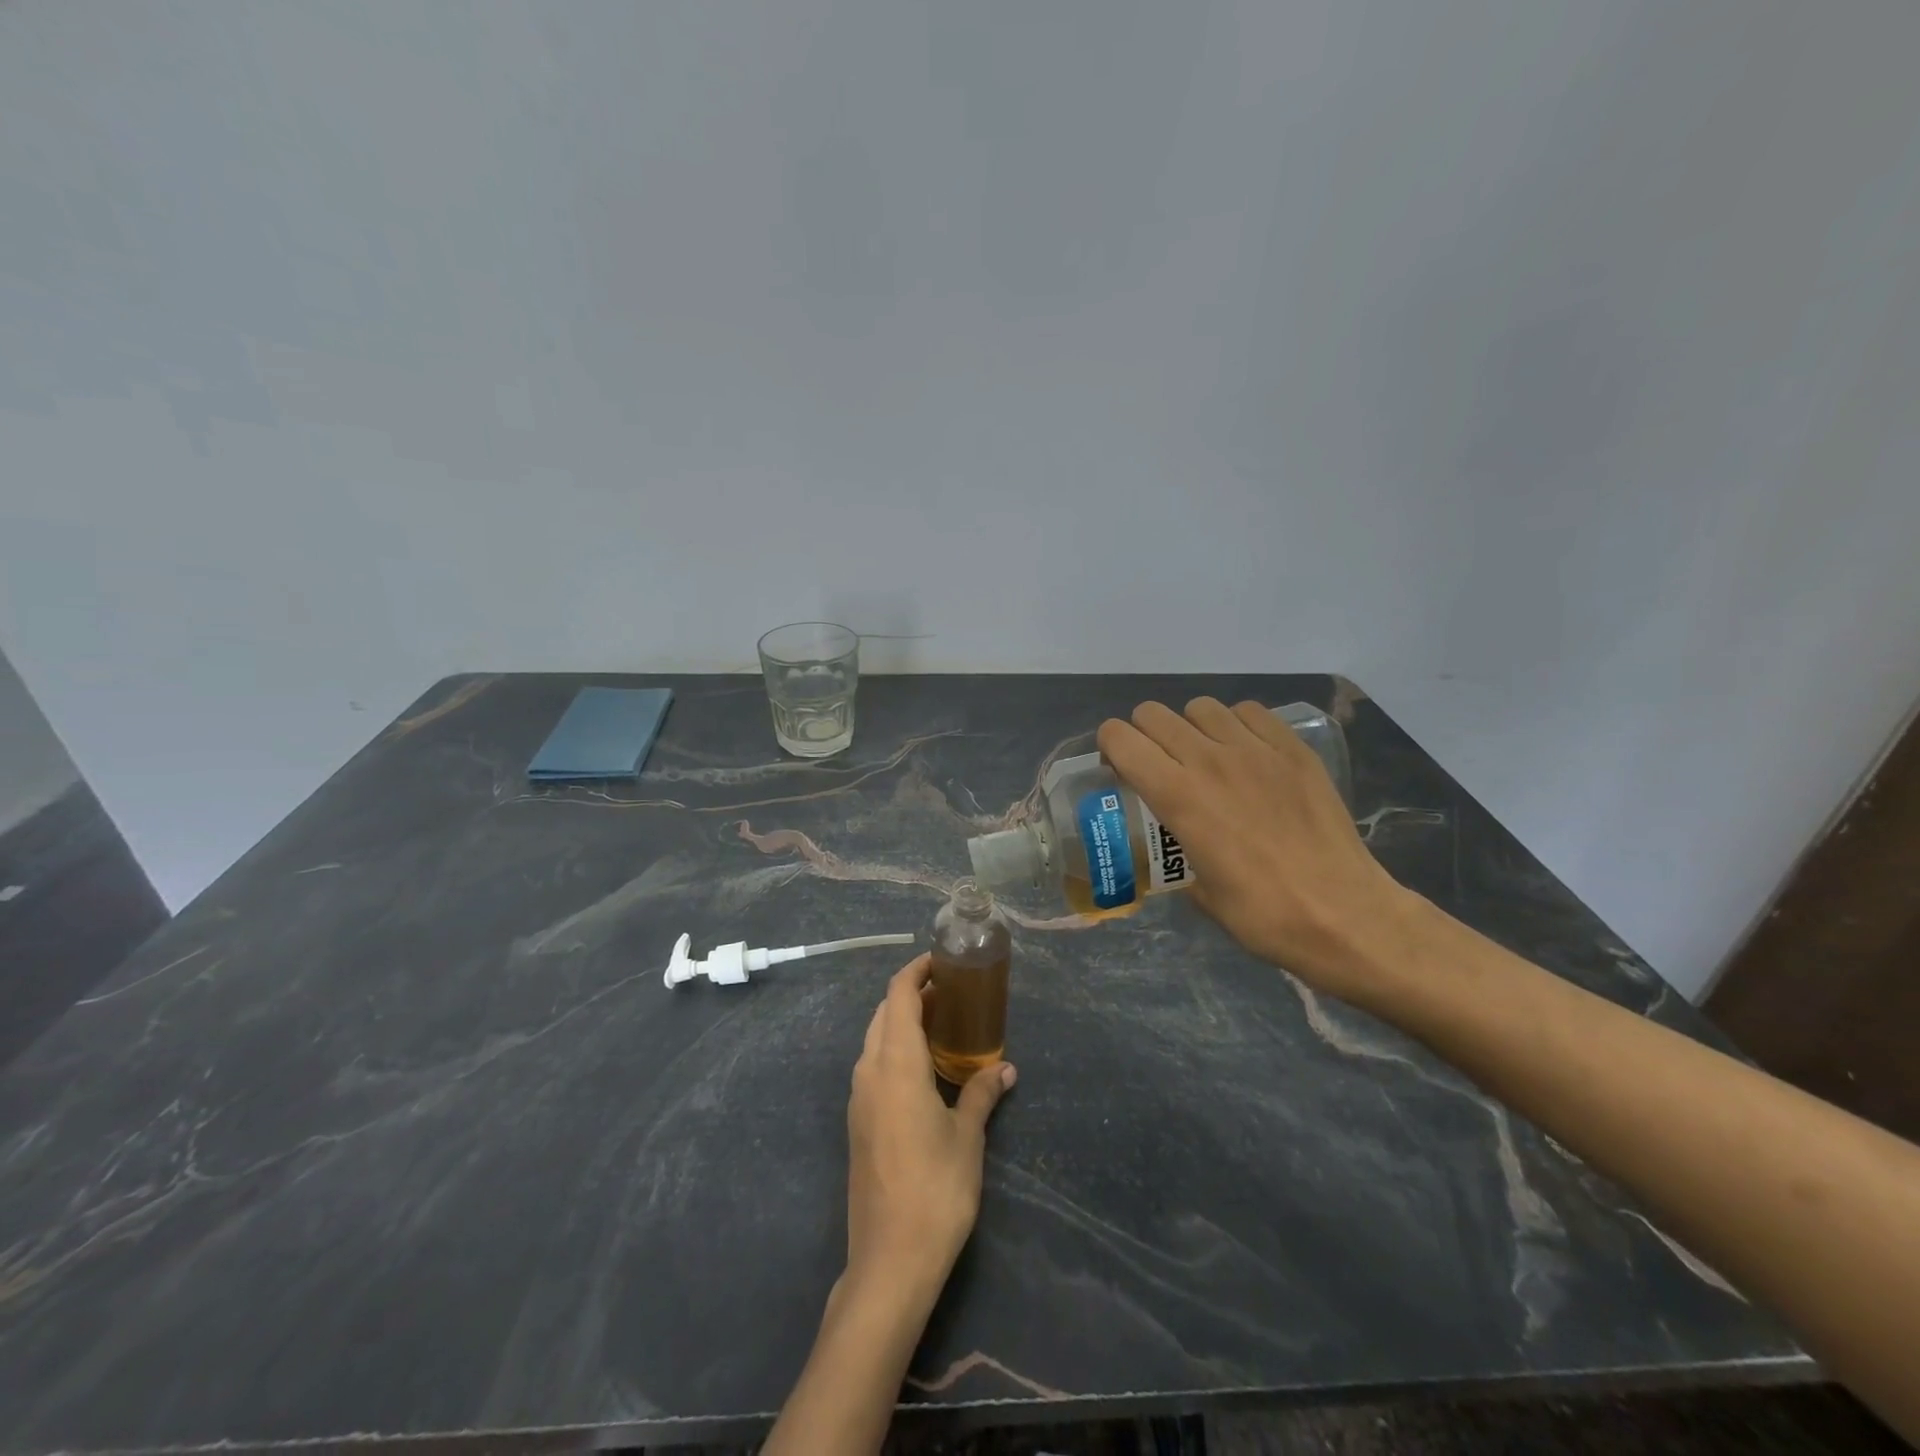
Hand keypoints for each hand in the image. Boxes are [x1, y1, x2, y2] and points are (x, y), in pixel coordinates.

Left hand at [845, 956, 1015, 1302]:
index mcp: (895, 1064)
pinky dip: (895, 1050)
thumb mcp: (967, 1137)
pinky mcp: (858, 1123)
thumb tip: (1005, 1069)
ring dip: (901, 1023)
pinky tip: (924, 1070)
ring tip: (941, 1027)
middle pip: (883, 1014)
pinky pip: (873, 1067)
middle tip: (950, 994)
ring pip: (875, 1040)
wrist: (889, 1260)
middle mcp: (869, 1072)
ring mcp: (858, 1099)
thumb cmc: (935, 1189)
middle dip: (911, 995)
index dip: (916, 972)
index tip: (941, 961)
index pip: (898, 996)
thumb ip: (981, 1094)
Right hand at [1097, 698, 1418, 1001]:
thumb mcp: (1198, 892)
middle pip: (1153, 715)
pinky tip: (1244, 753)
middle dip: (1143, 735)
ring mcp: (1256, 750)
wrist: (1344, 915)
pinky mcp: (1293, 750)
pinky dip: (1235, 724)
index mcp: (1178, 797)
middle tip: (1156, 764)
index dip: (1109, 747)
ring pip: (1200, 707)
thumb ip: (1175, 853)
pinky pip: (1250, 712)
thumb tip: (1173, 842)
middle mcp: (1210, 760)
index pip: (1121, 739)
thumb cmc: (1262, 915)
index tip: (1117, 768)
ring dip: (1189, 727)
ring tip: (1203, 756)